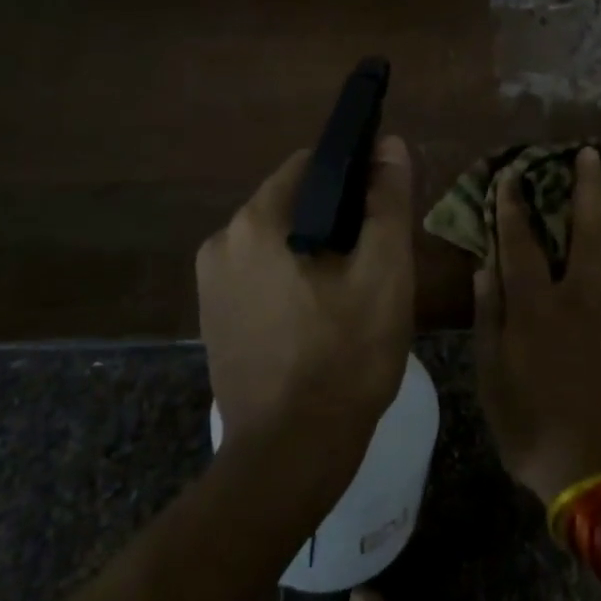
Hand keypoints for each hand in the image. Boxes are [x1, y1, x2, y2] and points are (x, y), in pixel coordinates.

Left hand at [197, 137, 415, 481]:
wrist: (291, 455)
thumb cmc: (345, 357)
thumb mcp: (384, 273)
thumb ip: (387, 201)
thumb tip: (390, 145)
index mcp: (256, 221)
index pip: (310, 165)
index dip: (353, 176)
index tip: (382, 206)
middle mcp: (221, 241)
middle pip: (292, 202)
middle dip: (335, 218)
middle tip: (374, 258)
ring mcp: (210, 283)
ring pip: (277, 240)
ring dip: (314, 250)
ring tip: (351, 290)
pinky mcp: (213, 317)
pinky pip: (260, 274)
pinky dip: (291, 278)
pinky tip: (319, 316)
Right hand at [474, 147, 600, 505]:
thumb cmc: (537, 430)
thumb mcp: (492, 381)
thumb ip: (489, 319)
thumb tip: (484, 267)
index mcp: (535, 307)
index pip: (520, 241)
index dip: (513, 205)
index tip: (512, 175)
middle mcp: (581, 294)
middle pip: (587, 226)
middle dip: (586, 186)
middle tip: (589, 154)